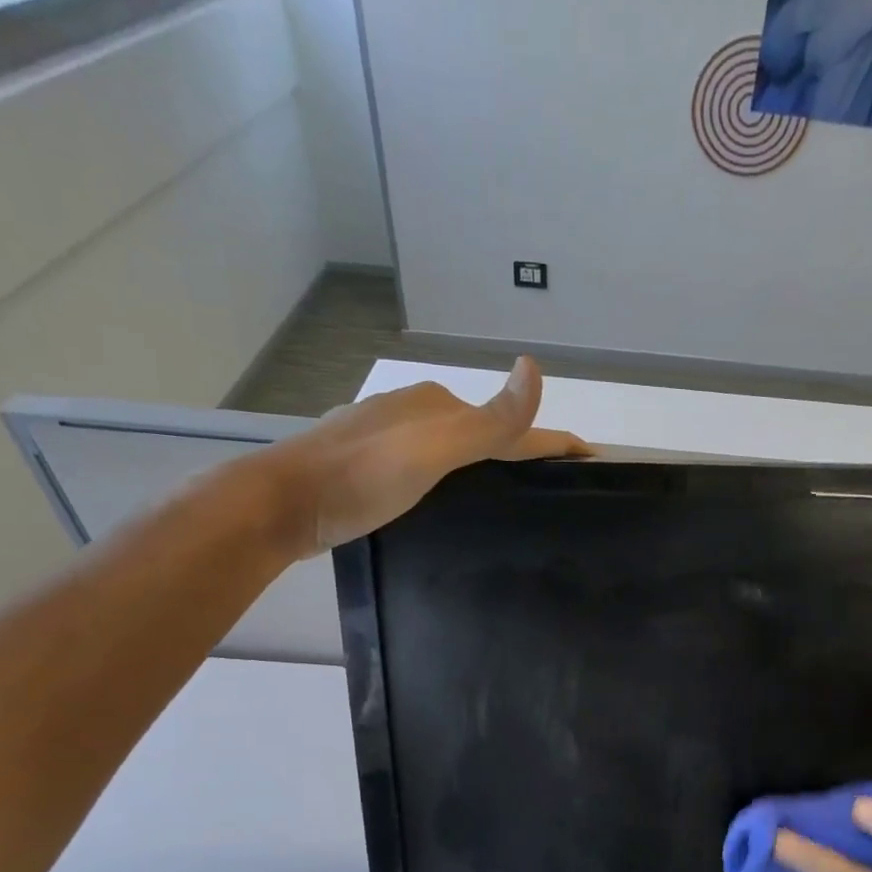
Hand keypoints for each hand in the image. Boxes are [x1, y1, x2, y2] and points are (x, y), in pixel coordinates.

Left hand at [247, 356, 591, 558]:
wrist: (280, 505)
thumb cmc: (362, 478)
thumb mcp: (434, 450)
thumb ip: (489, 420)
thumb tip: (535, 367)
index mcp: (436, 407)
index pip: (510, 423)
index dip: (552, 439)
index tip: (591, 455)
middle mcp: (414, 413)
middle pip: (483, 432)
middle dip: (520, 449)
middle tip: (552, 482)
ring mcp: (387, 436)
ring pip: (453, 448)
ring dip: (485, 463)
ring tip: (508, 493)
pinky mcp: (368, 464)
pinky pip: (429, 463)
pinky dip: (453, 475)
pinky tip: (449, 497)